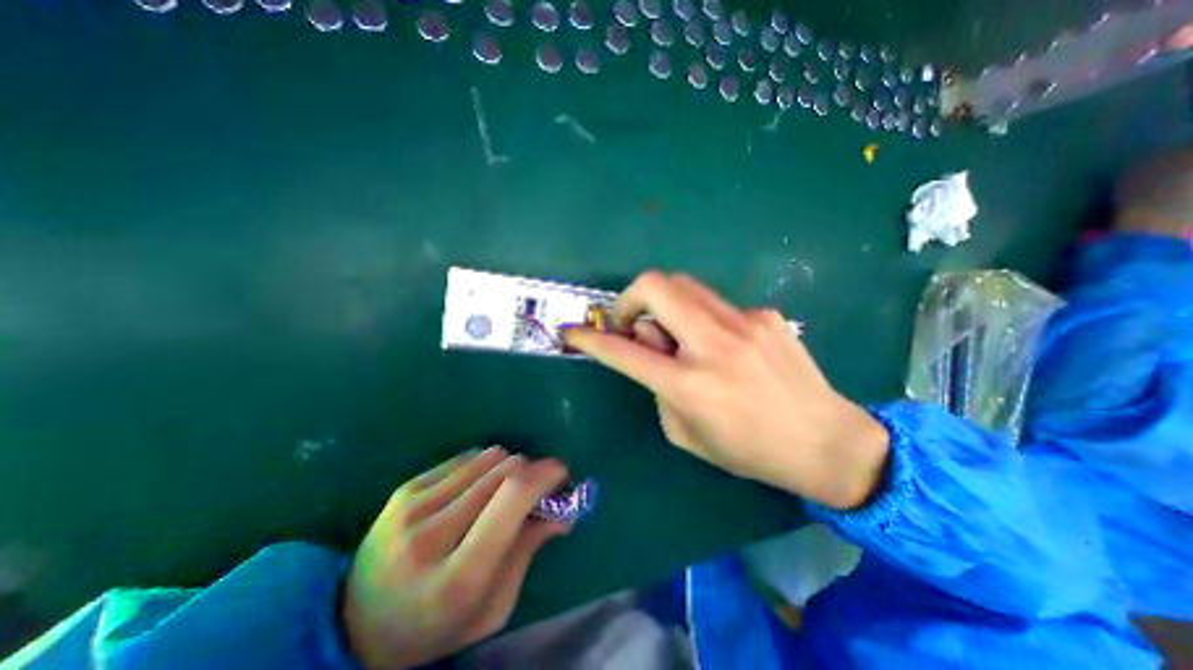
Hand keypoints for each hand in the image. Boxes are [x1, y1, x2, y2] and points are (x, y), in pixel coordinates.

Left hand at [342, 446, 568, 668]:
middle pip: (504, 471)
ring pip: (488, 457)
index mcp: (457, 577)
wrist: (356, 624)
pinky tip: (478, 487)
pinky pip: (466, 456)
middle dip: (532, 471)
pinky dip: (484, 465)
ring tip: (505, 490)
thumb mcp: (491, 608)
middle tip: (538, 486)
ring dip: (509, 466)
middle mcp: (431, 534)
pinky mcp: (405, 489)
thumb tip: (562, 511)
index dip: (543, 476)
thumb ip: (527, 552)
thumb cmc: (436, 626)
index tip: (561, 472)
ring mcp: (412, 506)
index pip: (512, 499)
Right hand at [565, 273, 888, 507]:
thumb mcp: (685, 433)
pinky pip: (716, 305)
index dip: (590, 339)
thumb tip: (651, 346)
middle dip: (629, 298)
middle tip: (632, 323)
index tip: (572, 332)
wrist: (826, 442)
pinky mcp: (765, 314)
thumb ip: (658, 387)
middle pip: (656, 286)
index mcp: (689, 384)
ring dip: (664, 303)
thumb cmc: (749, 450)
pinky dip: (702, 319)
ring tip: (674, 333)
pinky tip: (720, 345)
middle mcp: (714, 344)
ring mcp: (744, 322)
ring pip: (684, 285)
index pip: (624, 351)